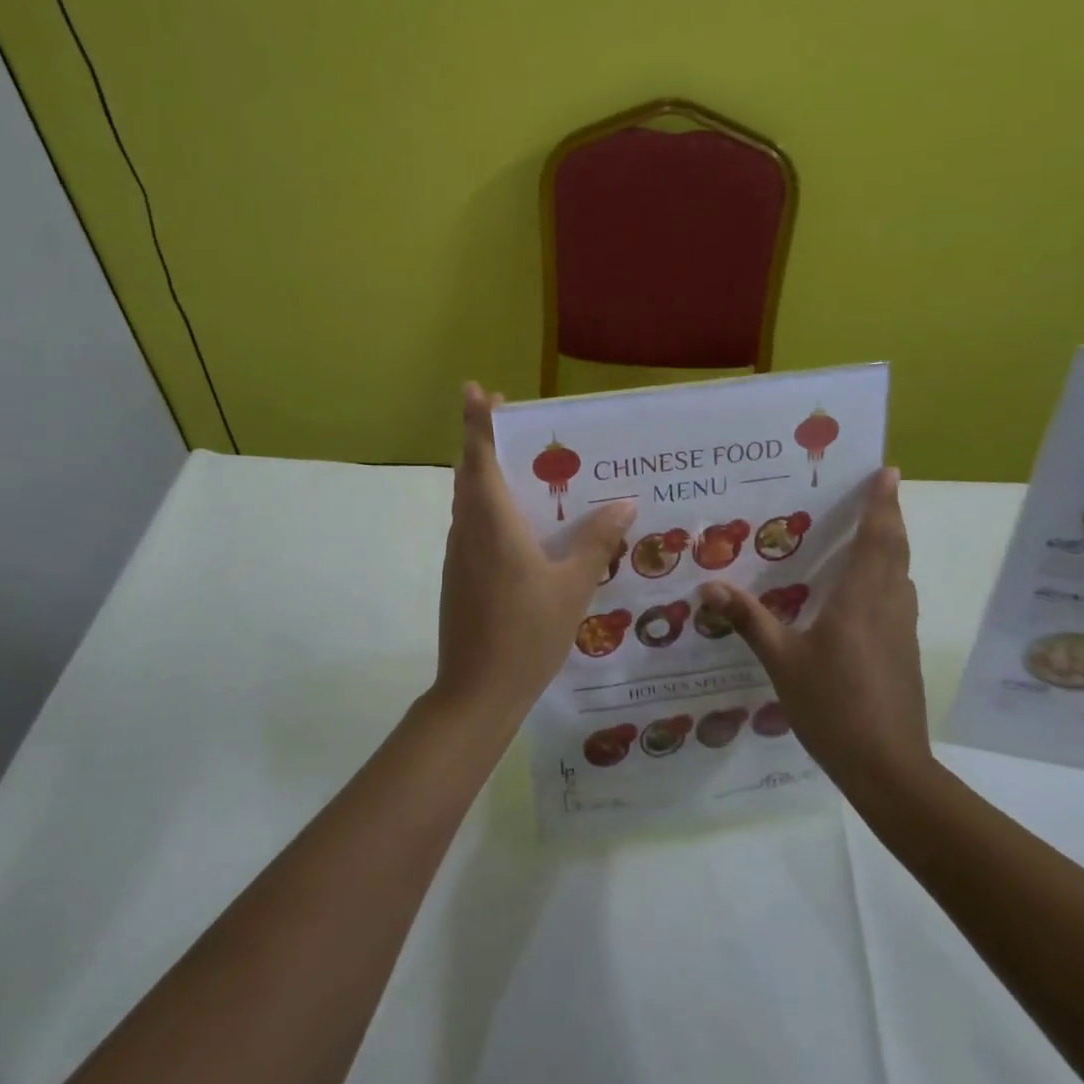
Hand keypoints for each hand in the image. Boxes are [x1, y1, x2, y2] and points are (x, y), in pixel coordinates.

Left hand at [434, 383, 635, 725]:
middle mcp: (469, 530)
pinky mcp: (460, 575)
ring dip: (488, 475)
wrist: (476, 692)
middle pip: (471, 473)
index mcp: (492, 523)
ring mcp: (460, 554)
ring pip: (470, 501)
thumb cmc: (525, 633)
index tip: (476, 390)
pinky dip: (492, 508)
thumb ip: (594, 542)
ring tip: (527, 468)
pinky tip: (523, 525)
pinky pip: (474, 526)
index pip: (480, 458)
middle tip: (513, 422)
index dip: (477, 422)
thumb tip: (623, 505)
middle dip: (484, 441)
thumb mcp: (571, 587)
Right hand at [698, 468, 929, 781]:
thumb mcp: (782, 662)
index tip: (888, 472)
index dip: (882, 503)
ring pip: (900, 574)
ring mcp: (900, 630)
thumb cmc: (833, 706)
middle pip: (895, 550)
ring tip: (869, 532)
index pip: (876, 539)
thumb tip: (710, 585)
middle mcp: (887, 605)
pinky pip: (897, 597)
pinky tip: (862, 591)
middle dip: (889, 516)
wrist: (889, 768)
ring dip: (891, 546)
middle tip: (880, 489)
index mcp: (859, 600)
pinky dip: (887, 576)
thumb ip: (749, 620)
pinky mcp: (903, 651)